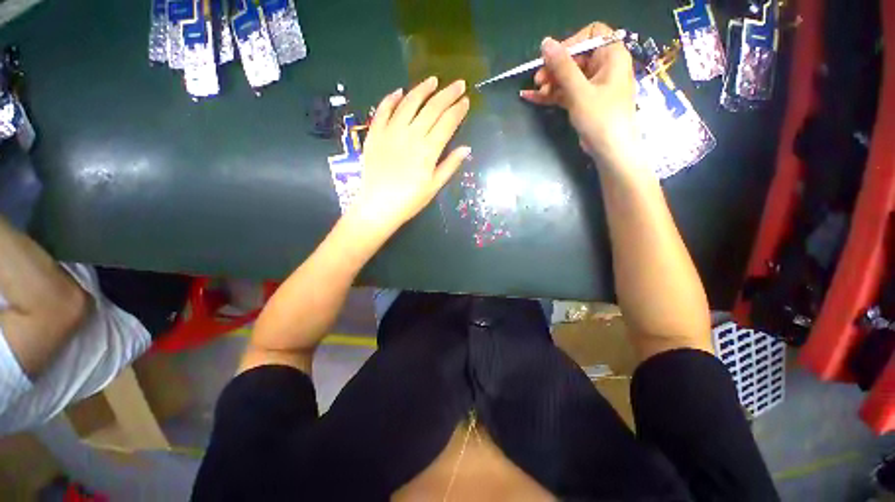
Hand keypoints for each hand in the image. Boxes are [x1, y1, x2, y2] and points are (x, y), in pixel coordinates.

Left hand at [350, 77, 470, 235]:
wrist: (378, 206)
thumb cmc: (410, 200)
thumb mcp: (434, 187)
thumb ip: (450, 165)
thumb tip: (466, 148)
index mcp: (428, 150)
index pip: (447, 123)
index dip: (458, 110)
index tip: (466, 101)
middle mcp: (411, 135)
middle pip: (432, 108)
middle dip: (447, 94)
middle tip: (458, 83)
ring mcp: (391, 132)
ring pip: (409, 103)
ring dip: (422, 89)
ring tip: (433, 80)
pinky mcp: (375, 134)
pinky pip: (383, 110)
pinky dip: (391, 99)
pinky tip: (400, 92)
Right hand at [520, 22, 637, 168]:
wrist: (610, 151)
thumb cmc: (601, 118)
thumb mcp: (579, 92)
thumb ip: (563, 67)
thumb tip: (546, 42)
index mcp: (611, 56)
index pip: (591, 34)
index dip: (570, 43)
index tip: (553, 59)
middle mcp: (603, 67)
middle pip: (575, 57)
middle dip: (555, 67)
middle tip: (538, 79)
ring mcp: (593, 86)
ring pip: (568, 76)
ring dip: (550, 82)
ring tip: (536, 92)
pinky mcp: (584, 101)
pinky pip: (565, 92)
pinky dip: (550, 94)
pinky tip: (530, 97)